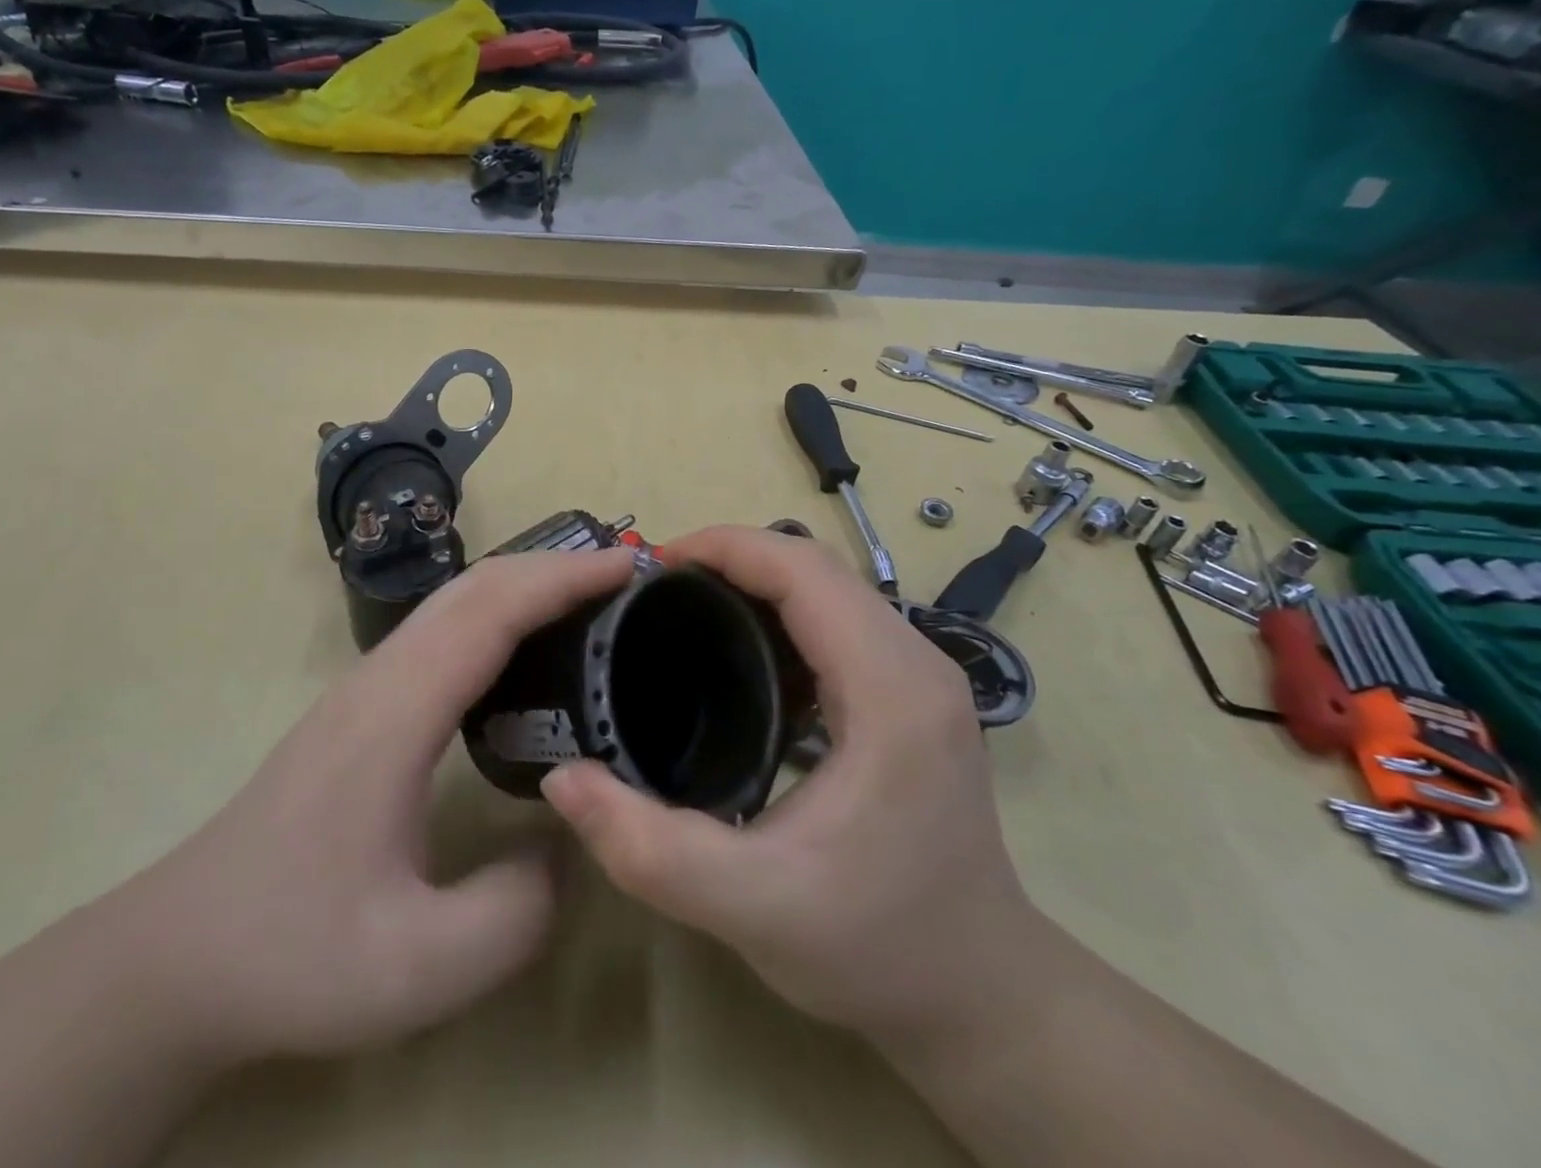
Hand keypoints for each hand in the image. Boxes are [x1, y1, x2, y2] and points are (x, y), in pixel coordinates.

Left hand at [115, 545, 633, 1061]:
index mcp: (396, 713)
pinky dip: (497, 611)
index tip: (627, 568)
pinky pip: (442, 630)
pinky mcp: (363, 705)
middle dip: (554, 565)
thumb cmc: (292, 953)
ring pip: (454, 602)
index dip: (563, 579)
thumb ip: (516, 910)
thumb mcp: (418, 964)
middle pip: (474, 586)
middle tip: (626, 576)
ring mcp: (366, 687)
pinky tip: (526, 648)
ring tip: (591, 599)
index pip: (491, 612)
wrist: (178, 957)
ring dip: (525, 582)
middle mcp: (381, 679)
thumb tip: (573, 843)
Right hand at [540, 526, 1037, 1044]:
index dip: (725, 547)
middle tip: (656, 588)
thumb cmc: (876, 947)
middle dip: (732, 557)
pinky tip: (738, 647)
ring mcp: (921, 673)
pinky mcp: (912, 691)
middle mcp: (915, 660)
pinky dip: (781, 609)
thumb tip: (561, 779)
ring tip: (686, 605)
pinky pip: (839, 618)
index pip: (804, 571)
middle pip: (816, 566)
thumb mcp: (750, 908)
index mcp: (889, 688)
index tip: (653, 566)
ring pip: (829, 586)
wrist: (979, 992)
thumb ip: (648, 849)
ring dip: (756, 579)